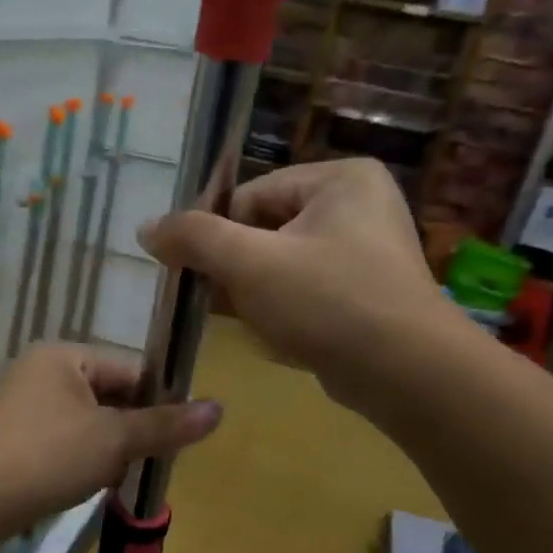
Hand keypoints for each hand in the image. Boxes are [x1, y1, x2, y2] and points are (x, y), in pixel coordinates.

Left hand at [0, 344, 221, 551]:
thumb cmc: (46, 456)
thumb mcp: (113, 440)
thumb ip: (165, 425)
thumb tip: (219, 409)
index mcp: (65, 357)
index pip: (131, 370)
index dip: (159, 400)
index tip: (179, 435)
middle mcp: (44, 373)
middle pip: (111, 397)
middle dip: (132, 431)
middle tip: (150, 462)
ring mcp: (27, 408)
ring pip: (90, 425)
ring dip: (109, 451)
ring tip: (118, 477)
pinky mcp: (18, 441)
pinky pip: (66, 444)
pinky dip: (83, 463)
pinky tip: (91, 486)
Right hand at [138, 159, 455, 411]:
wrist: (405, 373)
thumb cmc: (326, 301)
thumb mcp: (249, 263)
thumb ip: (194, 238)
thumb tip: (147, 227)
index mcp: (339, 179)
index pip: (250, 196)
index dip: (214, 234)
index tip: (188, 272)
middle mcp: (358, 207)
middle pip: (265, 230)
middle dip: (233, 268)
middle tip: (208, 300)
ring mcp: (366, 254)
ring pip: (283, 266)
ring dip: (252, 293)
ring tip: (239, 320)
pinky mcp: (366, 296)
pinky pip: (306, 293)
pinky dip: (281, 311)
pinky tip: (268, 335)